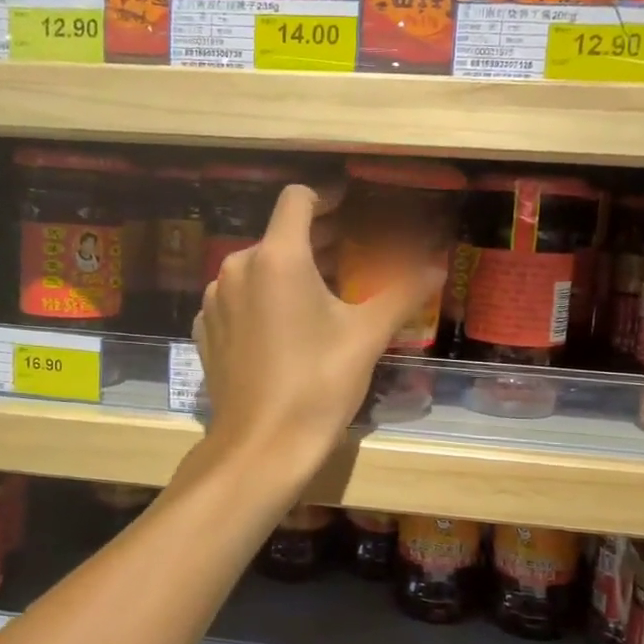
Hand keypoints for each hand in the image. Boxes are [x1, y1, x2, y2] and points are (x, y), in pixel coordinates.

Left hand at [192, 184, 441, 477]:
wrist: (261, 446)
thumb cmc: (318, 383)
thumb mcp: (367, 335)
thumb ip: (402, 292)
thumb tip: (437, 266)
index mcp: (277, 257)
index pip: (297, 199)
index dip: (326, 197)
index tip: (349, 208)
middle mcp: (236, 268)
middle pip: (279, 234)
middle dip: (317, 239)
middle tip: (353, 254)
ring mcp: (215, 300)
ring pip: (257, 267)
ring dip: (290, 270)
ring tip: (324, 293)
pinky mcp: (206, 330)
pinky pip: (238, 298)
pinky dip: (263, 299)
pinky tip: (286, 327)